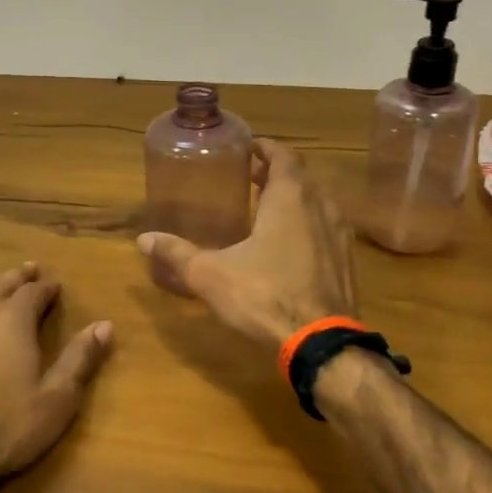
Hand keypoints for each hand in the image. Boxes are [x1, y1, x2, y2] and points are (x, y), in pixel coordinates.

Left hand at [0, 263, 113, 485]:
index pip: (34, 291)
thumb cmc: (7, 426)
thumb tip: (104, 324)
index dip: (47, 287)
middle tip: (29, 271)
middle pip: (1, 284)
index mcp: (14, 318)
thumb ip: (80, 358)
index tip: (56, 286)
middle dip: (19, 278)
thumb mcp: (57, 397)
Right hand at [136, 139, 356, 346]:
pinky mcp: (347, 262)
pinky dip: (308, 224)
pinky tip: (289, 246)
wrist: (322, 344)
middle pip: (301, 177)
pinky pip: (327, 229)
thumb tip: (143, 239)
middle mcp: (321, 206)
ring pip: (318, 202)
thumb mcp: (211, 275)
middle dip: (276, 173)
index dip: (266, 148)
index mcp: (290, 198)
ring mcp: (340, 234)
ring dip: (295, 199)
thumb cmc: (264, 296)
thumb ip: (177, 253)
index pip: (284, 155)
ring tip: (267, 209)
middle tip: (250, 178)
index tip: (247, 149)